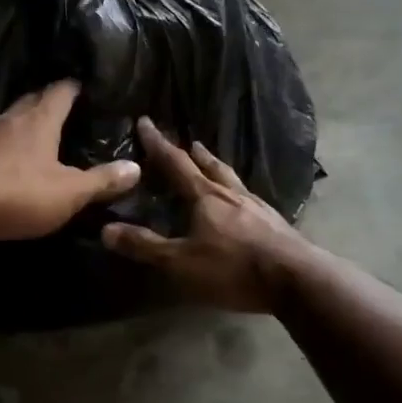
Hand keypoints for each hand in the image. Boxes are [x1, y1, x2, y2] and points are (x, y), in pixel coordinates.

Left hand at [0, 80, 140, 240]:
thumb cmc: (18, 191)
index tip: (86, 86)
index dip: (75, 87)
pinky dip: (3, 146)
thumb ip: (101, 181)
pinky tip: (6, 161)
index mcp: (40, 119)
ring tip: (39, 135)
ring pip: (9, 121)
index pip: (61, 91)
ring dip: (23, 124)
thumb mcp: (69, 192)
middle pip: (32, 101)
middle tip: (66, 110)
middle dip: (48, 102)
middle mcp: (10, 118)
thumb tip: (136, 167)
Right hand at [100, 117, 309, 313]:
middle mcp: (232, 194)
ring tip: (214, 165)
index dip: (158, 144)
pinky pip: (250, 199)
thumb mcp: (181, 262)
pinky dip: (238, 192)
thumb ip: (145, 246)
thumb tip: (105, 229)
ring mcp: (258, 207)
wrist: (295, 280)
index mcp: (205, 196)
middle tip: (189, 142)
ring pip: (233, 180)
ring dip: (219, 169)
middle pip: (211, 166)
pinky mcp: (276, 224)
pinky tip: (243, 203)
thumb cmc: (233, 268)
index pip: (176, 163)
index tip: (145, 122)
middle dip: (195, 155)